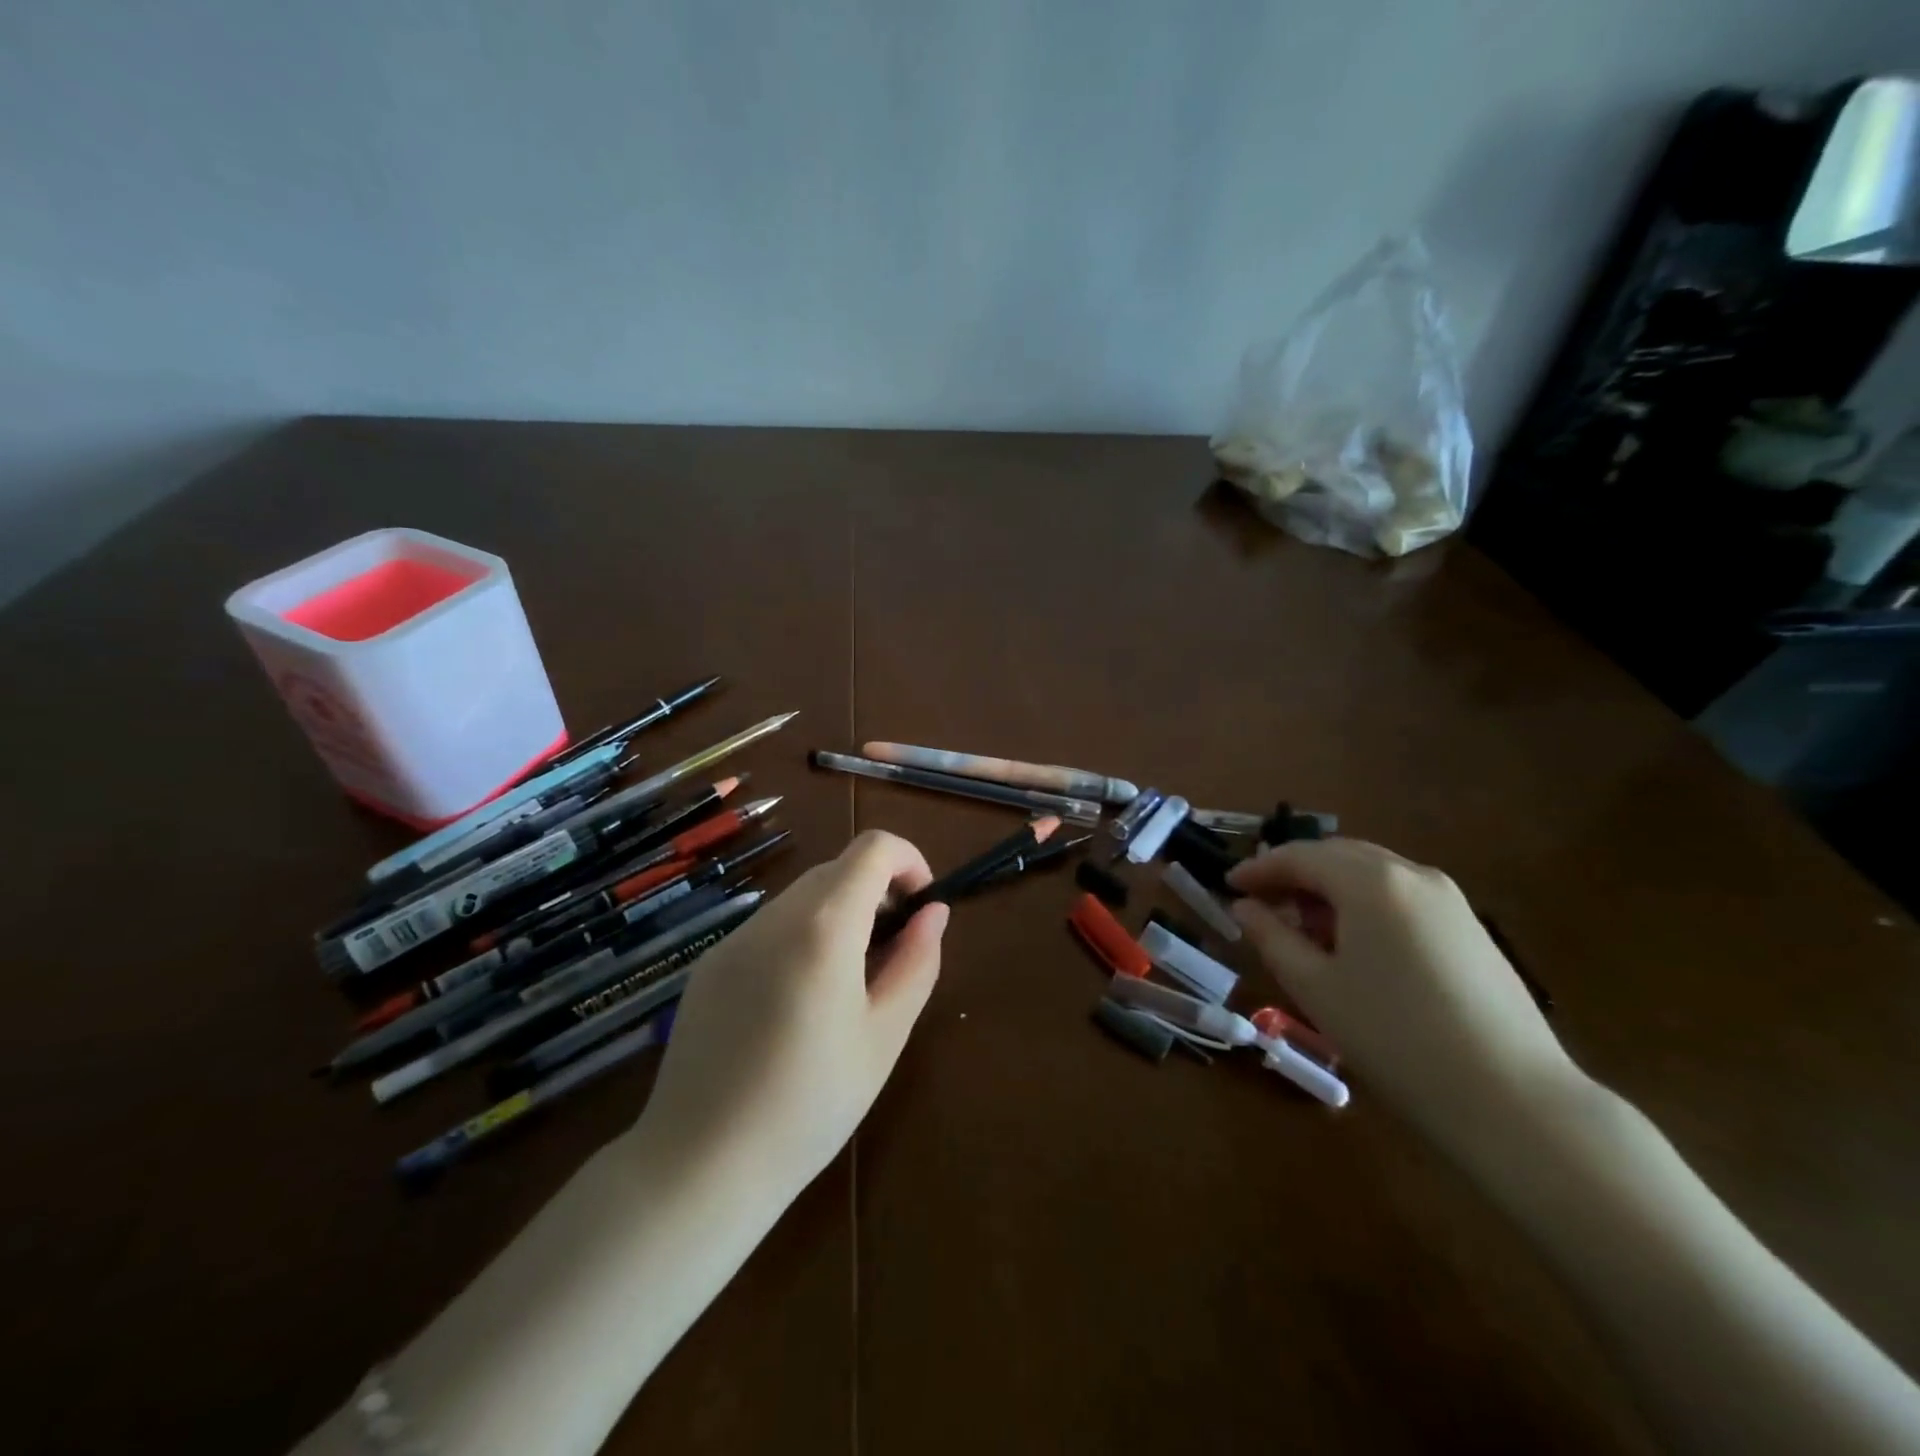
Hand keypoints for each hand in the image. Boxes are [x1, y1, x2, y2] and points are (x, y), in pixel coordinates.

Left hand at [635, 830, 948, 1196]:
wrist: (699, 1165)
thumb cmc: (810, 1105)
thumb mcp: (884, 1036)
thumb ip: (917, 962)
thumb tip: (932, 913)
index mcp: (823, 927)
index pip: (874, 847)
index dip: (909, 861)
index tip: (920, 908)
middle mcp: (774, 916)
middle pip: (838, 869)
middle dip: (876, 893)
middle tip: (890, 957)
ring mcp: (735, 938)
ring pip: (803, 897)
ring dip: (838, 916)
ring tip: (845, 987)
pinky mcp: (710, 963)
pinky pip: (769, 928)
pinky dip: (800, 938)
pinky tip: (795, 1004)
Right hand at [1227, 838, 1577, 1150]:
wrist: (1512, 1099)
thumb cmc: (1394, 1038)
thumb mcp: (1315, 987)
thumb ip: (1272, 937)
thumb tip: (1245, 907)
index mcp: (1370, 881)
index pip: (1299, 856)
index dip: (1258, 867)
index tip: (1228, 884)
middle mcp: (1411, 874)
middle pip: (1337, 855)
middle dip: (1294, 872)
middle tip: (1260, 901)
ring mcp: (1449, 898)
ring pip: (1372, 873)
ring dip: (1329, 887)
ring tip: (1301, 925)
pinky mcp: (1470, 927)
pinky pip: (1401, 895)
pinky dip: (1364, 903)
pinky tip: (1353, 943)